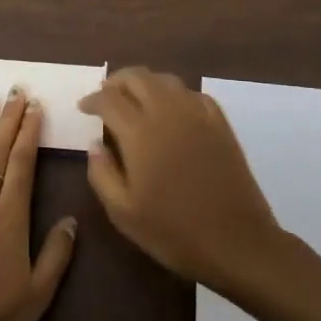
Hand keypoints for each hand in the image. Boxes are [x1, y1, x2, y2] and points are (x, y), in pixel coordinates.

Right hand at [77, 67, 281, 290]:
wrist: (236, 242)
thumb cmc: (173, 231)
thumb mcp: (122, 212)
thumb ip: (101, 173)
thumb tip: (95, 144)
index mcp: (140, 132)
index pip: (109, 99)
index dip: (92, 99)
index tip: (83, 108)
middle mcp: (168, 113)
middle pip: (137, 77)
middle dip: (116, 82)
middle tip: (105, 96)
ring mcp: (198, 115)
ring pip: (166, 80)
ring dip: (145, 83)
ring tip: (135, 100)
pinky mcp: (221, 125)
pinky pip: (193, 94)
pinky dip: (174, 94)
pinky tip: (171, 110)